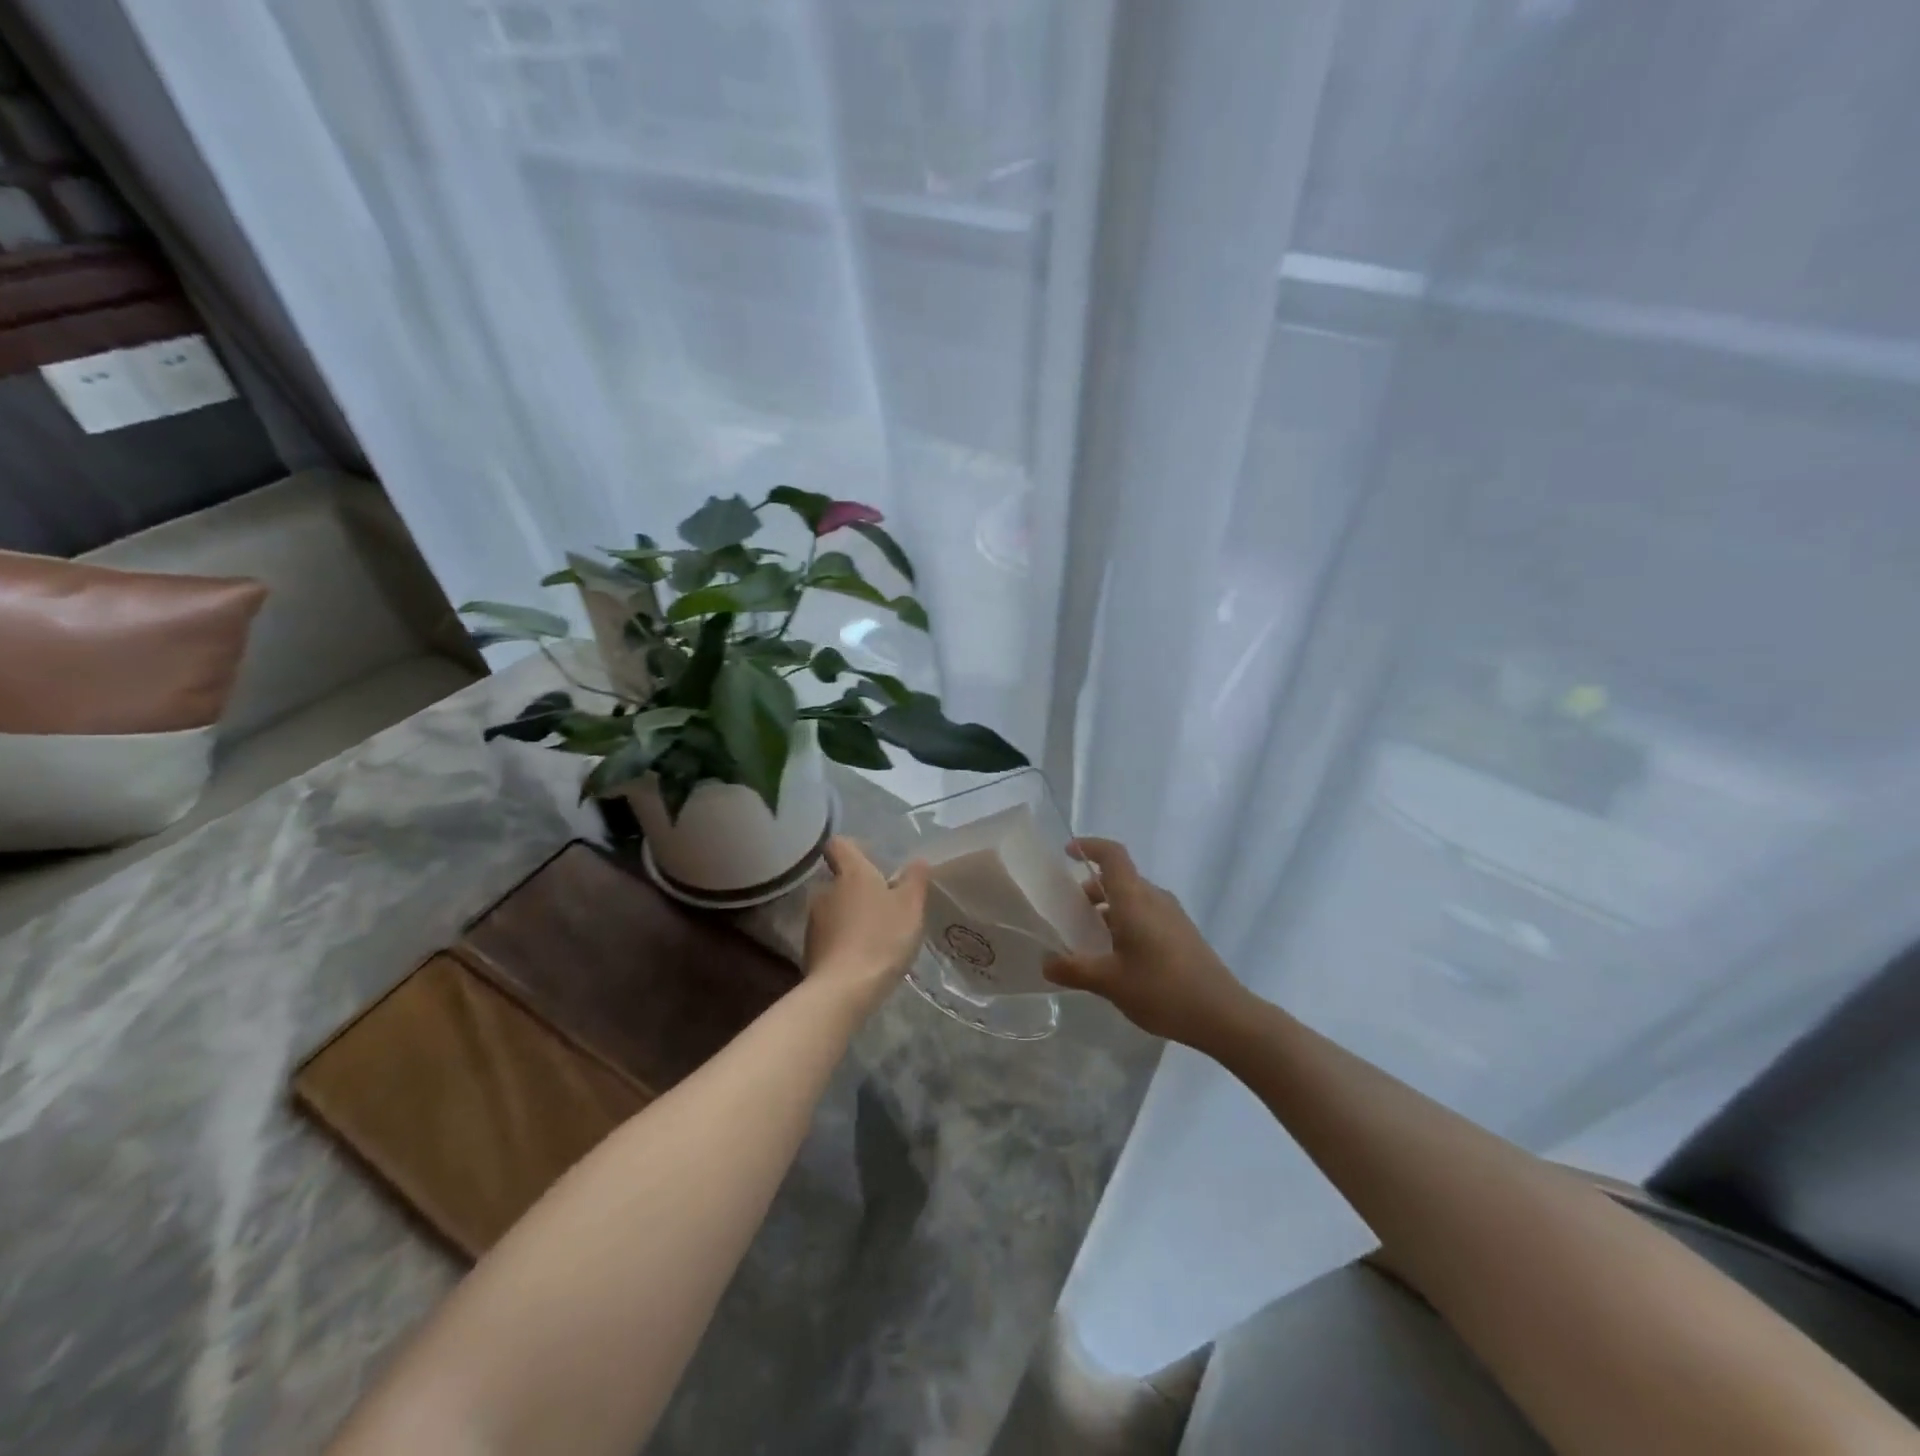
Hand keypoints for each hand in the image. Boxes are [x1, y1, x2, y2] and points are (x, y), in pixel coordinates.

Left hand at [804, 837, 929, 1015]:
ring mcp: (814, 920)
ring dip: (851, 916)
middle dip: (858, 889)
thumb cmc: (882, 938)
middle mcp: (826, 890)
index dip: (854, 847)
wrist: (844, 989)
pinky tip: (862, 957)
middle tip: (884, 905)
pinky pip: (830, 935)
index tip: (873, 860)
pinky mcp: (810, 948)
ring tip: (875, 935)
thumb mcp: (911, 906)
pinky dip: (844, 940)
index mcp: (851, 873)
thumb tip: (917, 861)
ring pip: (834, 908)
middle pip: (839, 879)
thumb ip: (915, 879)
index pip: (839, 844)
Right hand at [1044, 838, 1248, 1047]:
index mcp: (1135, 899)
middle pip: (1120, 878)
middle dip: (1091, 888)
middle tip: (1067, 911)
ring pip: (1133, 899)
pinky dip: (1125, 922)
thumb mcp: (1109, 982)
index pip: (1112, 855)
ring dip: (1108, 909)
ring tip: (1088, 938)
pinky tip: (1117, 956)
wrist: (1223, 1015)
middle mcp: (1154, 898)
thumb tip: (1046, 962)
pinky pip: (1146, 915)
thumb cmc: (1162, 989)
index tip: (1068, 851)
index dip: (1089, 847)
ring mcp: (1172, 916)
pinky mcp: (1182, 934)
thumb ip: (1074, 969)